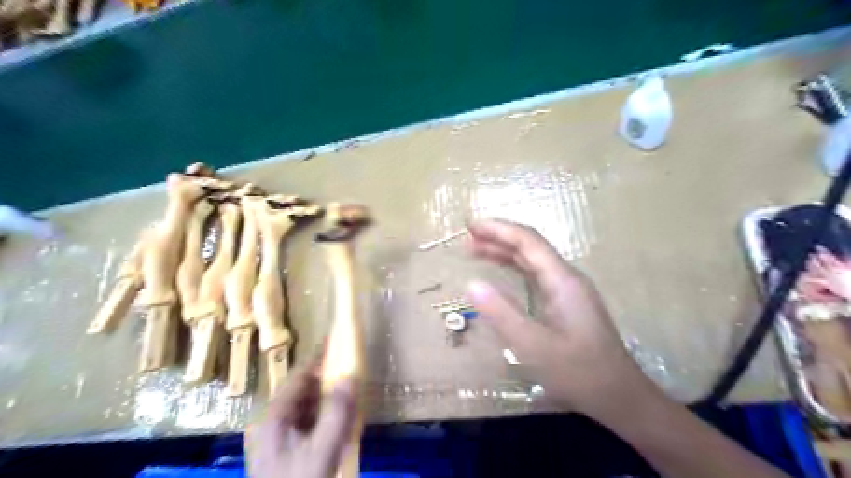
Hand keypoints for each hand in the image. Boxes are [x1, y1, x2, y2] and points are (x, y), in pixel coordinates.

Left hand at [247, 359, 356, 477]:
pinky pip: (308, 424)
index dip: (318, 358)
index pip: (298, 377)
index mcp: (274, 419)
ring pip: (306, 407)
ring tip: (349, 391)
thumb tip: (350, 377)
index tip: (337, 341)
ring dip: (328, 398)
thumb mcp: (322, 452)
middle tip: (351, 368)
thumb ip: (337, 413)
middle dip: (327, 379)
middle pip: (302, 391)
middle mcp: (272, 424)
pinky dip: (325, 417)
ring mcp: (278, 439)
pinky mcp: (286, 451)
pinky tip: (340, 420)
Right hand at [464, 219, 656, 423]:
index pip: (528, 241)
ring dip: (504, 252)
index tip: (471, 227)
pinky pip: (536, 276)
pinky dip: (514, 269)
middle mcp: (567, 278)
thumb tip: (471, 283)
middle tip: (467, 238)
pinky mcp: (566, 303)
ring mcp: (568, 290)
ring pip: (532, 261)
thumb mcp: (534, 346)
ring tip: (475, 250)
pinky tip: (499, 274)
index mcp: (562, 280)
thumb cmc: (578, 372)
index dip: (499, 229)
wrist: (619, 396)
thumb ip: (502, 313)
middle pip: (530, 247)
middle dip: (498, 238)